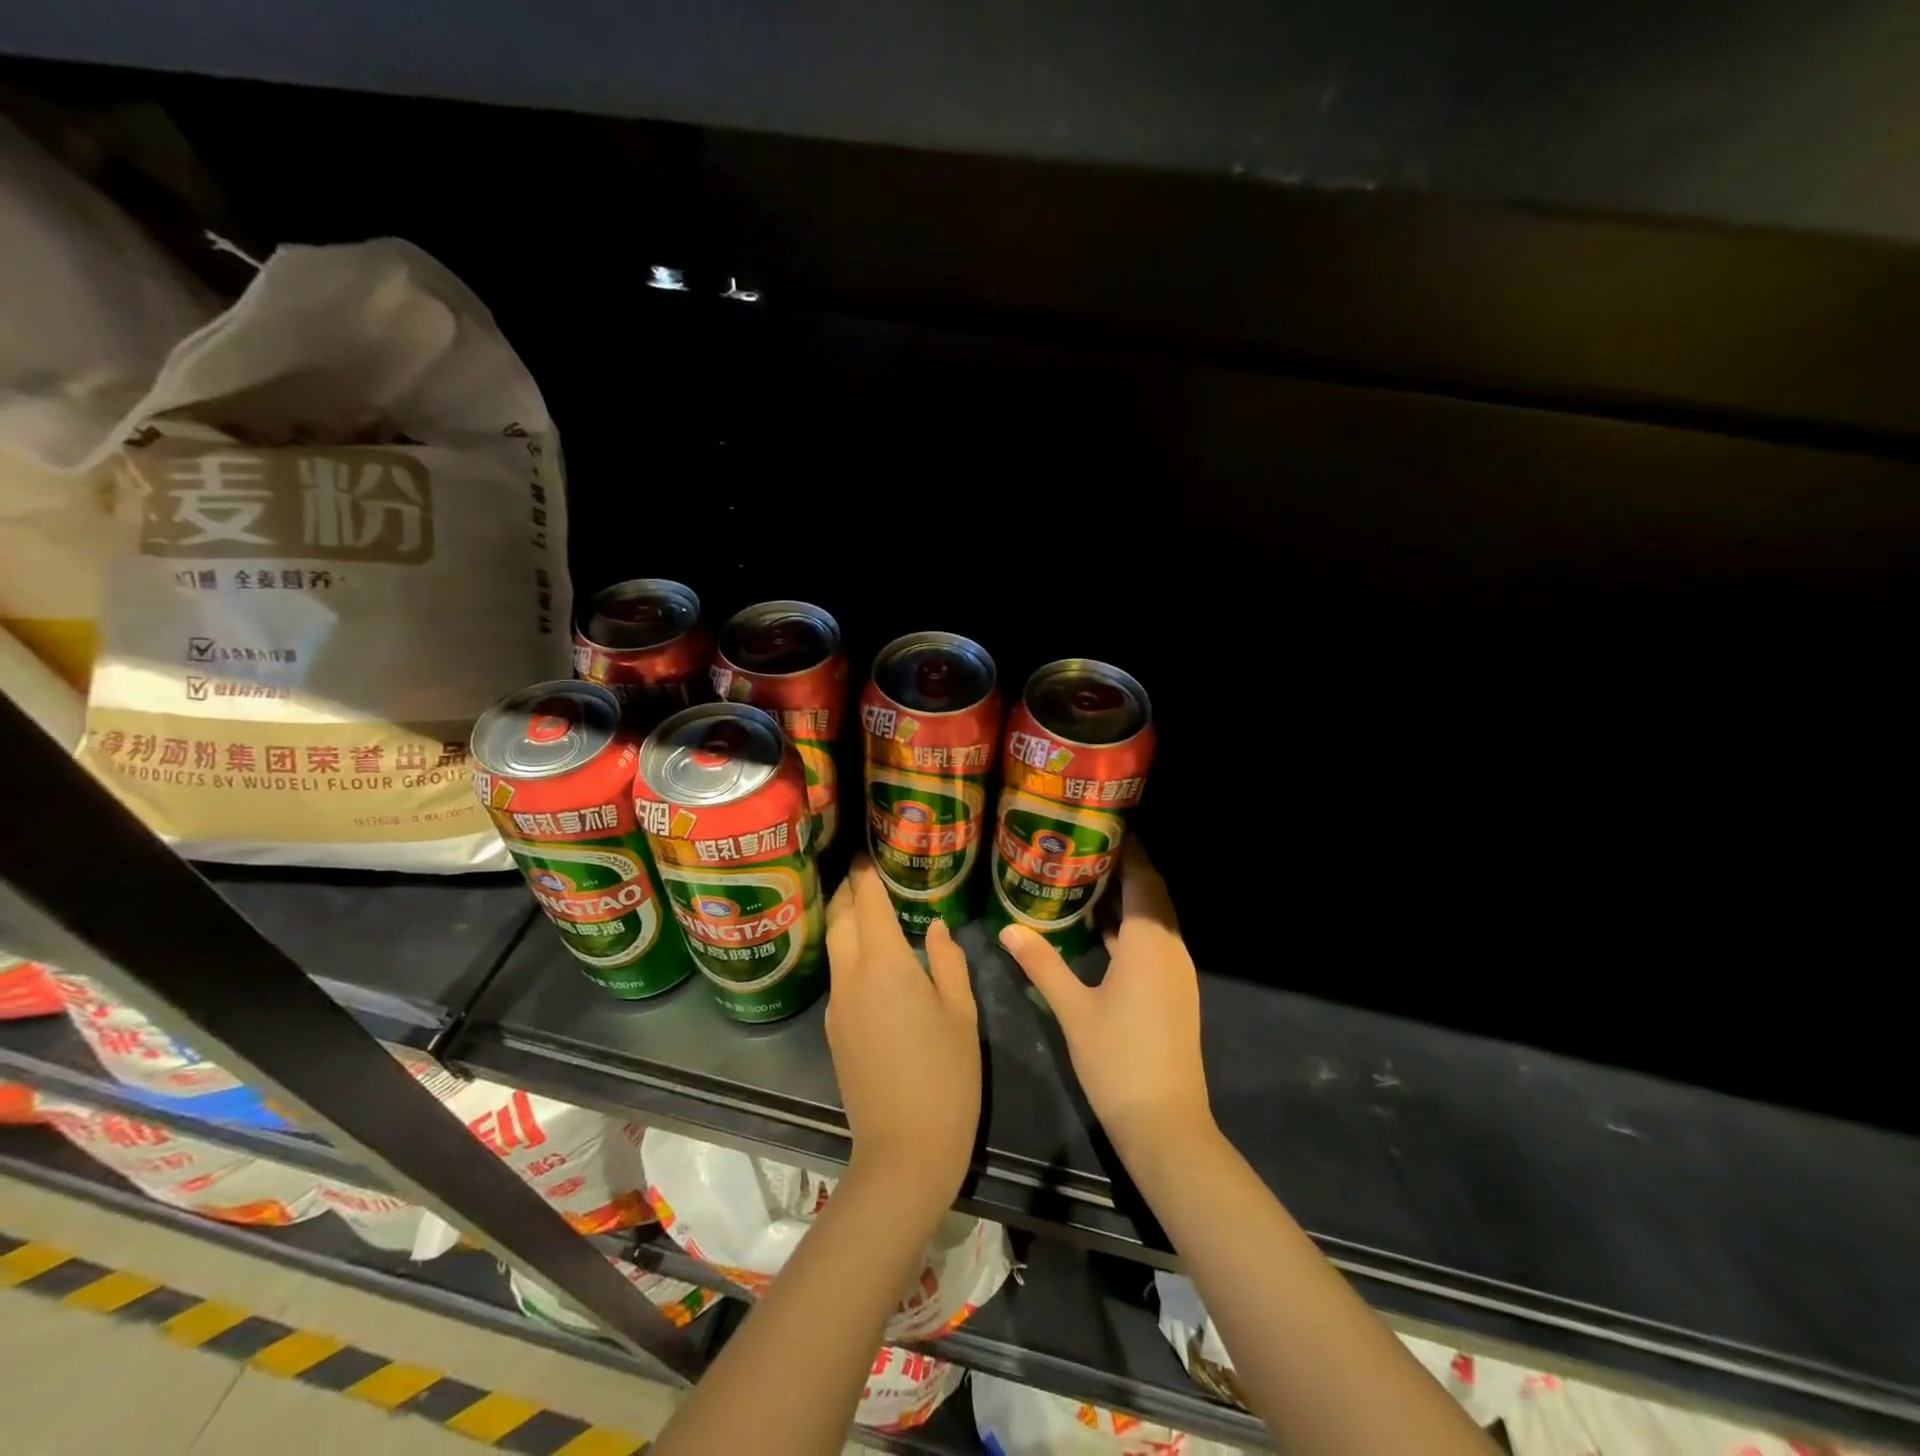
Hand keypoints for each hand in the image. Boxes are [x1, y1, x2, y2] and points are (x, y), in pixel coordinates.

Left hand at [824, 856, 981, 1225]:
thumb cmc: (946, 1076)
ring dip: (845, 922)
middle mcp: (851, 976)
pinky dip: (849, 955)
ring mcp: (837, 1006)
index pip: (868, 903)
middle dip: (848, 892)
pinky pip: (839, 977)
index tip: (868, 854)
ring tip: (867, 909)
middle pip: (840, 919)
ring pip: (835, 948)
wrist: (903, 1151)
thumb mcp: (961, 1014)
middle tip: (864, 875)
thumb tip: (934, 928)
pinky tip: (871, 962)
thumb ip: (947, 962)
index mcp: (884, 964)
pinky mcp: (834, 1032)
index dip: (866, 875)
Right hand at [998, 838, 1212, 1157]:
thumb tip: (1008, 928)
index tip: (1100, 826)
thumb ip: (1041, 963)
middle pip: (1152, 894)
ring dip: (1127, 897)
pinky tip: (1098, 929)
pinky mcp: (1174, 991)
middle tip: (1084, 847)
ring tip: (1085, 878)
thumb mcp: (1072, 1009)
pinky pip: (1153, 941)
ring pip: (1154, 919)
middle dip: (1124, 867)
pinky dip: (1130, 926)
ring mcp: (1176, 972)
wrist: (1164, 1123)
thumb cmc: (1117, 1059)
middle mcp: (1170, 948)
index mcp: (1149, 943)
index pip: (1143, 879)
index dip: (1128, 849)